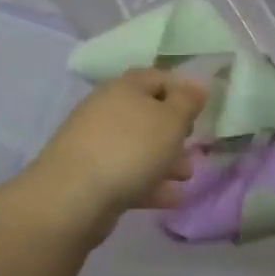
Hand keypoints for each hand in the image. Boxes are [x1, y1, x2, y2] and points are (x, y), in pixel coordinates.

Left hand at [16, 69, 206, 243]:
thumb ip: (188, 101)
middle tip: (194, 146)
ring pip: (138, 146)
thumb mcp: (171, 120)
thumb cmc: (130, 149)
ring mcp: (95, 144)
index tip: (202, 111)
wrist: (72, 198)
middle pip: (148, 114)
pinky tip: (171, 198)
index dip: (183, 90)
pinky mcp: (89, 176)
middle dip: (175, 132)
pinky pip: (127, 174)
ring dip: (165, 160)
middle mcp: (107, 109)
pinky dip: (149, 182)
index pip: (158, 77)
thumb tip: (197, 85)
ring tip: (186, 177)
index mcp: (125, 88)